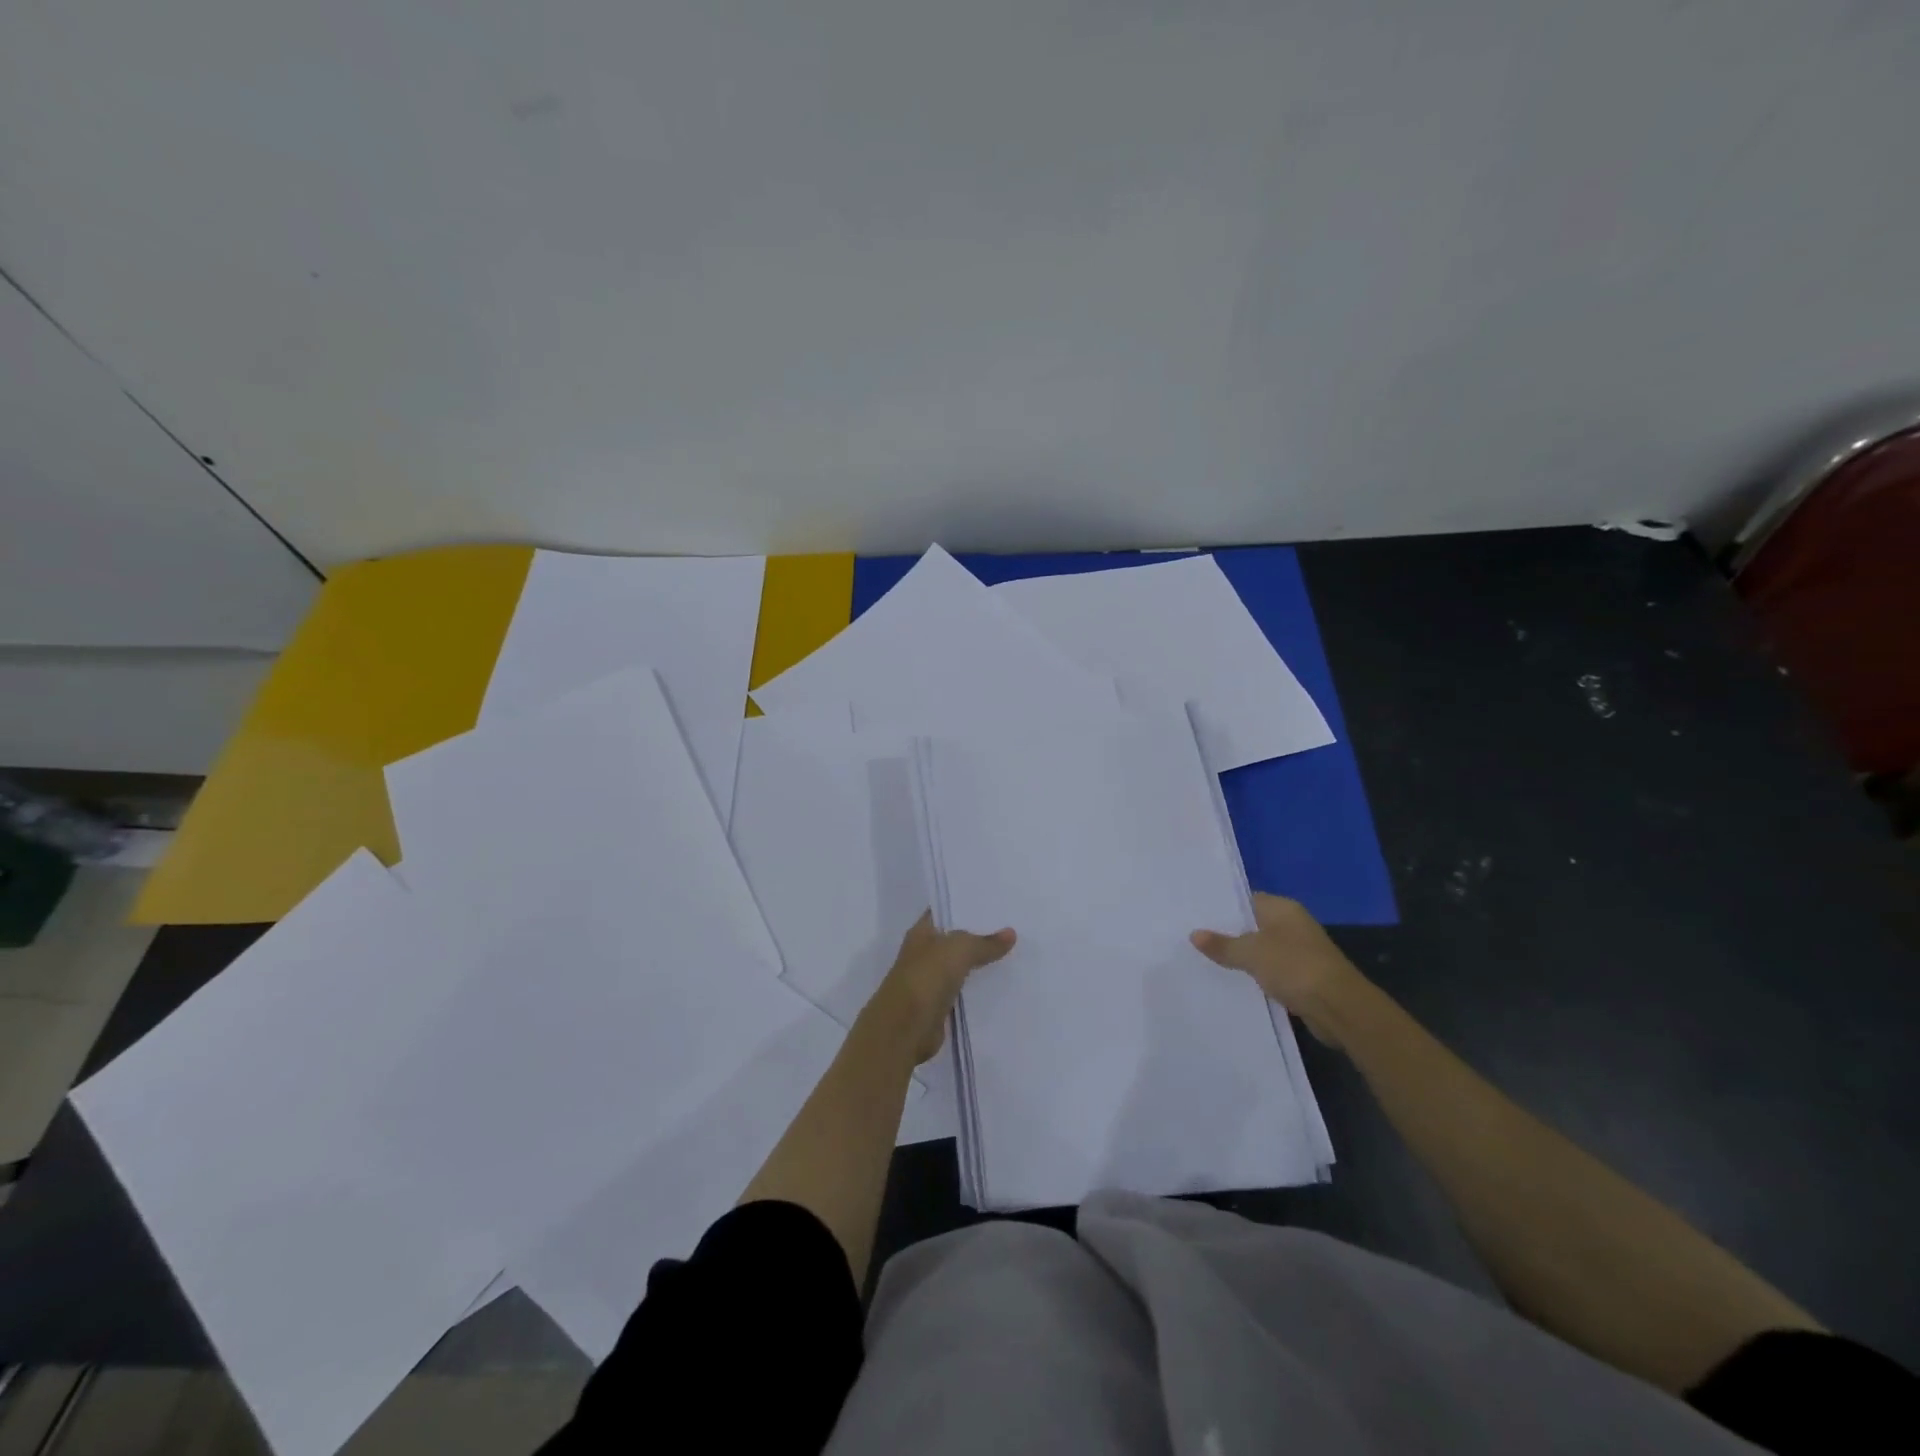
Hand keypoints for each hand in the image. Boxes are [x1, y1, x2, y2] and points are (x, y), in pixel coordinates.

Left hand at [862, 912, 1015, 1063]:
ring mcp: (931, 980)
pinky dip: (979, 988)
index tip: (994, 902)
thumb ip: (985, 942)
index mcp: (921, 932)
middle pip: (955, 939)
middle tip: (1012, 926)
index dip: (965, 905)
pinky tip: (1002, 983)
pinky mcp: (940, 1005)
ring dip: (981, 962)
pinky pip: (964, 990)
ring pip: (961, 965)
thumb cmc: (926, 977)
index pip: (944, 911)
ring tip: (1013, 953)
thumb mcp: (959, 950)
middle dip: (979, 934)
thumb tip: (1011, 933)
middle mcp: (924, 953)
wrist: (905, 1028)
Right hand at [1191, 893, 1366, 1047]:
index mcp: (1283, 909)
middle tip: (1192, 937)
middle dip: (1227, 933)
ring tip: (1203, 960)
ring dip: (1240, 957)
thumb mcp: (1251, 953)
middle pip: (1252, 925)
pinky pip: (1270, 971)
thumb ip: (1222, 944)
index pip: (1246, 899)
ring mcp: (1299, 952)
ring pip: (1260, 950)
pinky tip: (1230, 982)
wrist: (1339, 1008)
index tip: (1195, 914)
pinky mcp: (1301, 977)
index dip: (1222, 906)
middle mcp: (1292, 925)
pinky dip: (1254, 976)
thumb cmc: (1294, 967)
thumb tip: (1194, 934)